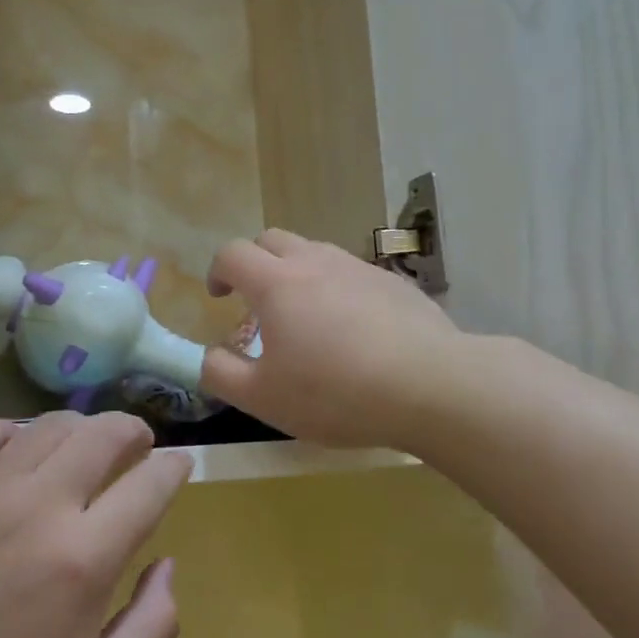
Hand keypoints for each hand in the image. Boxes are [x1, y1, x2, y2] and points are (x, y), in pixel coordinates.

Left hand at [0, 413, 190, 637]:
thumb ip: (153, 627)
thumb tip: (165, 564)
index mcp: (84, 558)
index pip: (149, 485)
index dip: (174, 468)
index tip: (179, 466)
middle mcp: (39, 506)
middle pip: (104, 434)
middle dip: (134, 431)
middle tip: (138, 445)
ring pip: (50, 425)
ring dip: (82, 428)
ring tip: (85, 448)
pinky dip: (16, 431)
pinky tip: (20, 451)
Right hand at [200, 229, 462, 450]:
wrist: (429, 386)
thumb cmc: (335, 393)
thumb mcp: (263, 398)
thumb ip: (221, 373)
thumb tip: (208, 356)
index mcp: (277, 284)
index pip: (233, 254)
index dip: (218, 271)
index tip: (219, 297)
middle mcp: (316, 262)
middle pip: (273, 239)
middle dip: (255, 262)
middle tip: (256, 301)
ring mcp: (359, 267)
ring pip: (316, 252)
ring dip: (297, 273)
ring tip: (305, 317)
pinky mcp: (394, 282)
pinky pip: (352, 274)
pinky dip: (337, 289)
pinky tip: (353, 331)